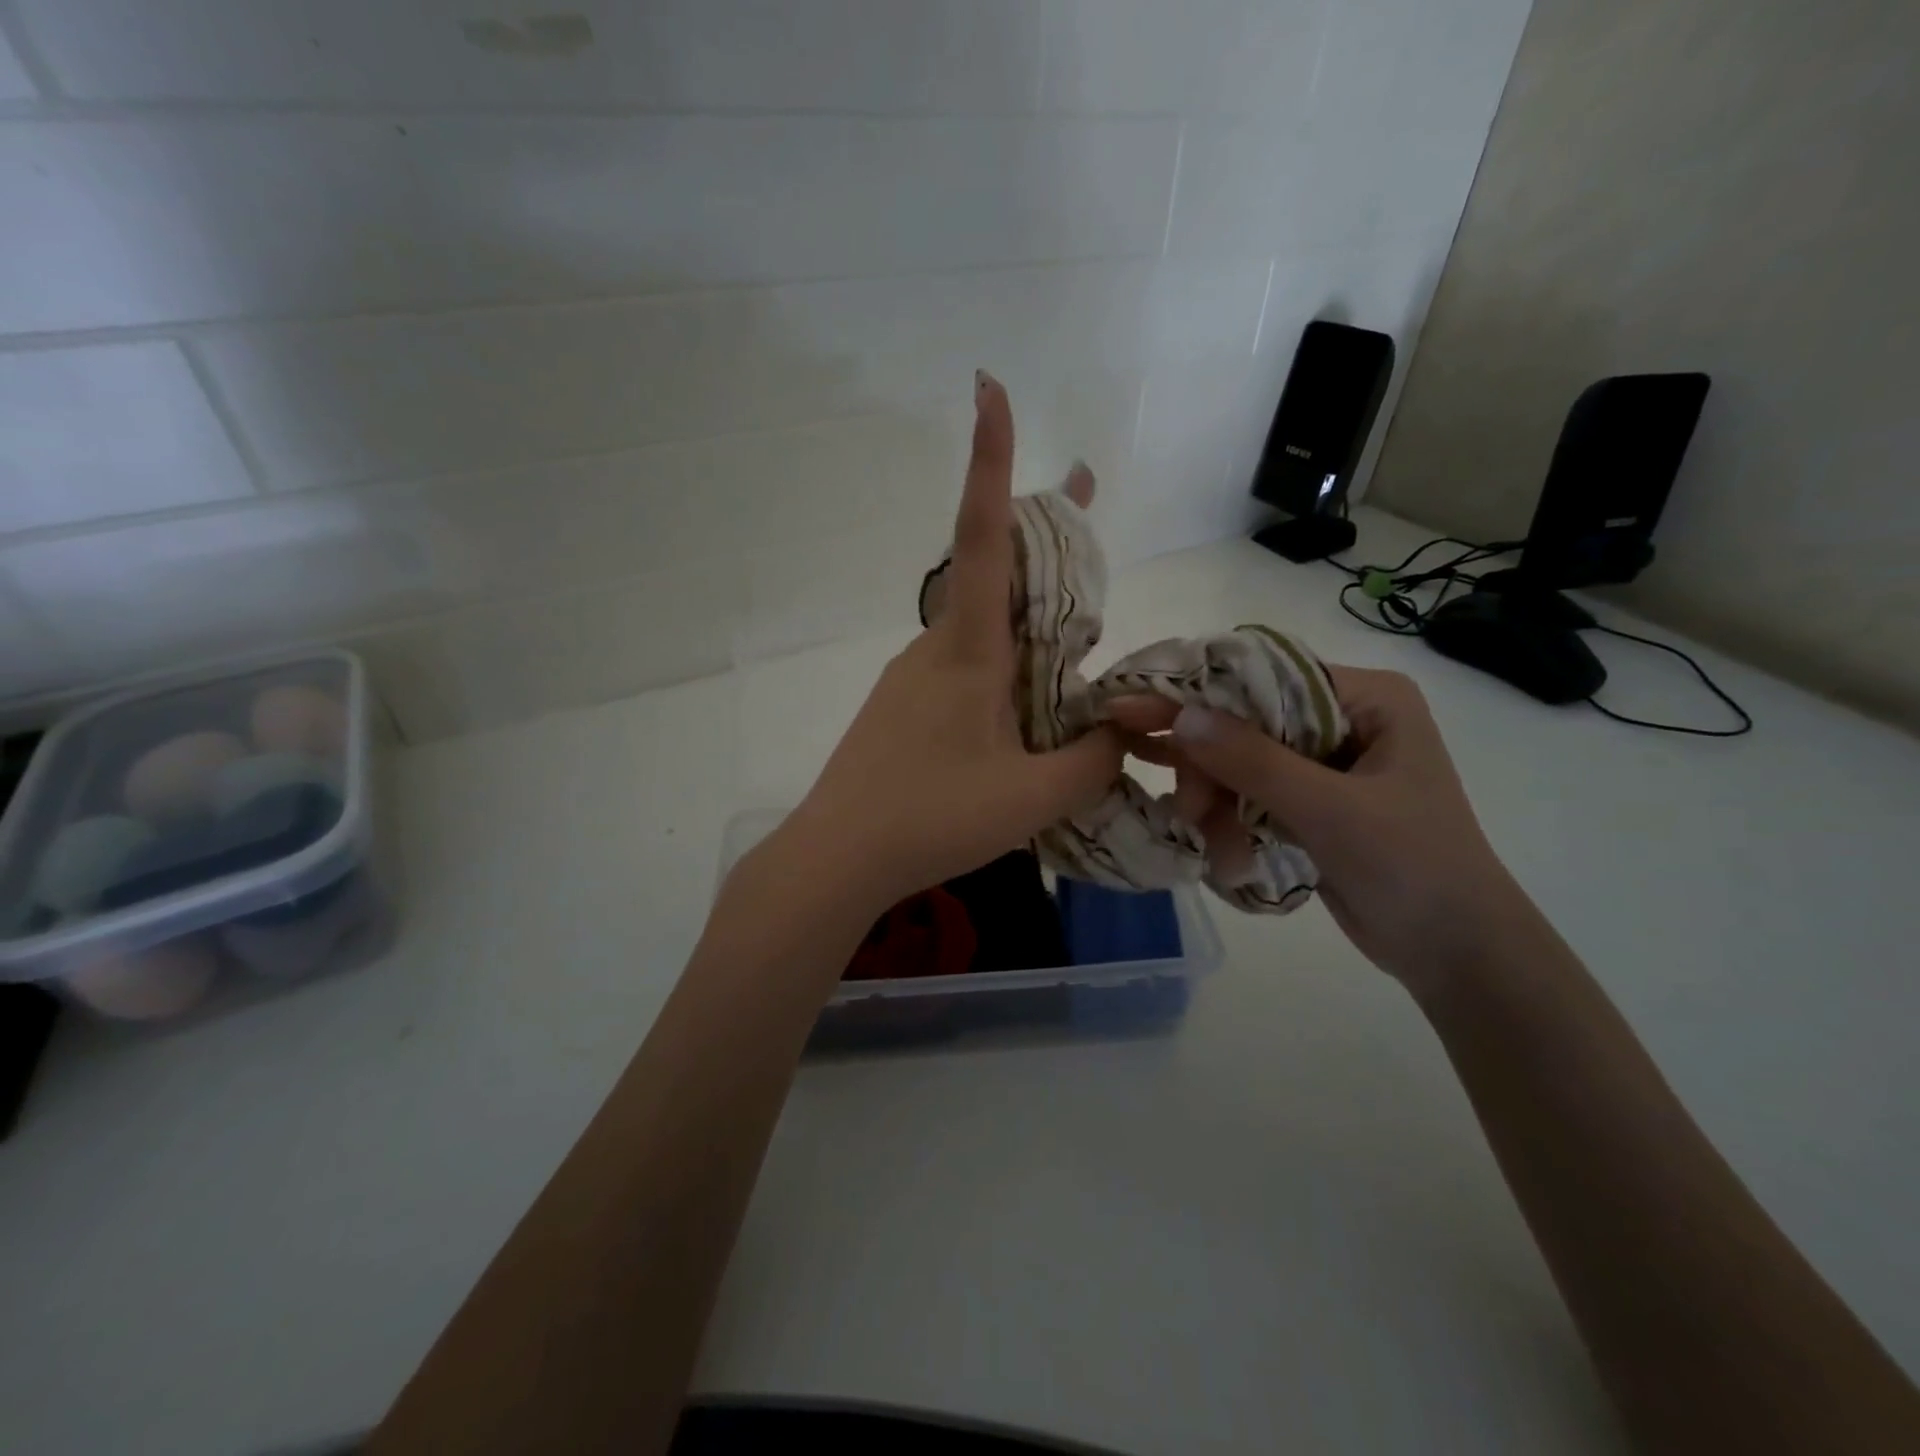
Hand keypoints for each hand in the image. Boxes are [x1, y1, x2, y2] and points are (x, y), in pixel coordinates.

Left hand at [776, 372, 1124, 907]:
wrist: (837, 856)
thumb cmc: (932, 818)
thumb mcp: (1034, 796)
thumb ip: (1094, 759)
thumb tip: (1124, 732)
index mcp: (967, 650)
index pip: (983, 536)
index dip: (990, 460)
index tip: (987, 388)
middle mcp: (938, 647)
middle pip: (995, 573)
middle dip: (1045, 534)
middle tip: (1085, 497)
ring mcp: (915, 676)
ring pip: (984, 629)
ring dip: (1030, 614)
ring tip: (1083, 630)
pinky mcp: (905, 707)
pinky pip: (967, 669)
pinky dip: (1007, 665)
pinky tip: (1027, 711)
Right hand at [1111, 667, 1531, 990]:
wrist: (1456, 954)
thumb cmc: (1413, 867)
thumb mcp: (1330, 810)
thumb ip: (1253, 760)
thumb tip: (1180, 714)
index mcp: (1365, 698)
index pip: (1264, 675)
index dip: (1197, 692)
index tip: (1132, 708)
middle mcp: (1342, 719)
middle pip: (1244, 722)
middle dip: (1210, 768)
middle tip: (1187, 811)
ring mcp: (1323, 763)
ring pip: (1239, 763)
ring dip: (1217, 803)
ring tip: (1214, 846)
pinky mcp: (1308, 803)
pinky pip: (1248, 795)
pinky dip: (1231, 822)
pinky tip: (1227, 855)